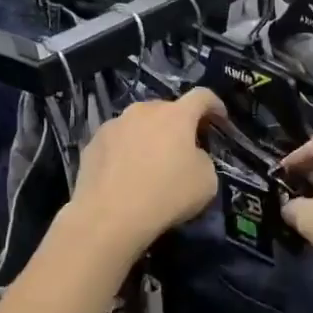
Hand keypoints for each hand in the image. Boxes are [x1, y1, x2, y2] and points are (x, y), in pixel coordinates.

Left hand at [68, 90, 225, 258]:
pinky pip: (117, 142)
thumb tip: (190, 155)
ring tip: (149, 164)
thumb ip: (202, 159)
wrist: (110, 215)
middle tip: (183, 148)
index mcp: (176, 115)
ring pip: (138, 124)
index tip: (220, 119)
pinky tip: (125, 175)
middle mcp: (143, 111)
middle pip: (167, 110)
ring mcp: (114, 125)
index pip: (202, 96)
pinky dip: (125, 152)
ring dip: (149, 137)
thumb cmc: (167, 194)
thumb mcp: (206, 181)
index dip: (215, 105)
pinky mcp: (92, 143)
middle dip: (178, 125)